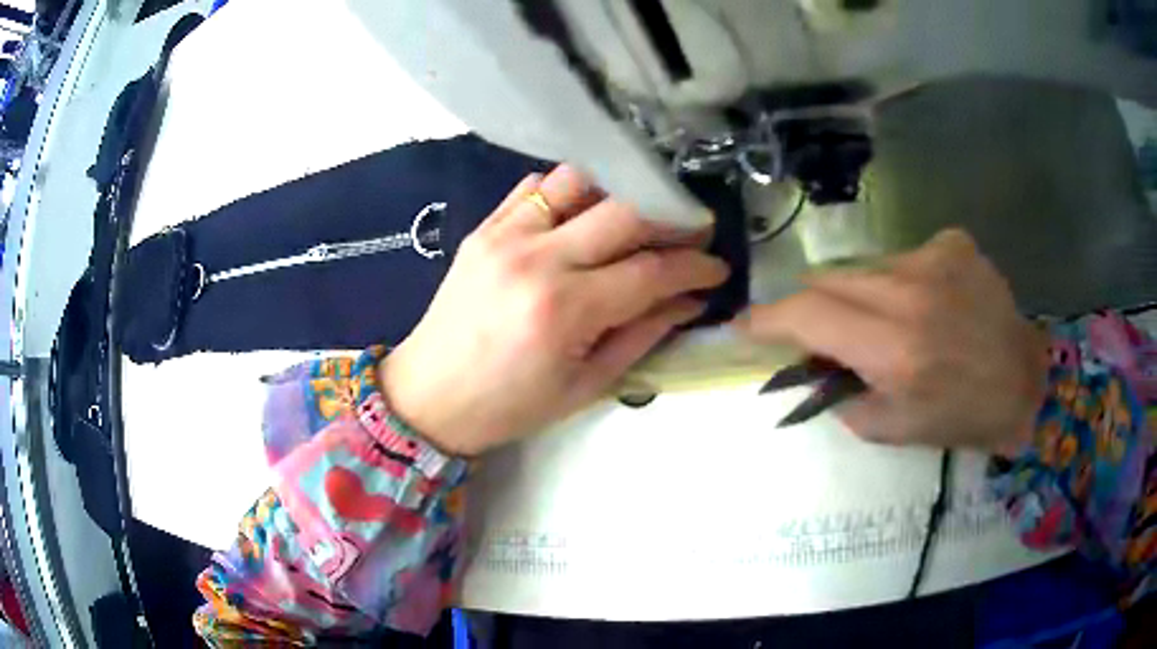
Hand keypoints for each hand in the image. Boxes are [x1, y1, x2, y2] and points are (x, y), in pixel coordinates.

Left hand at [383, 165, 727, 456]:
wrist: (428, 395)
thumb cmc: (508, 406)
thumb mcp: (585, 385)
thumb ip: (642, 334)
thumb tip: (690, 301)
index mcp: (563, 311)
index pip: (650, 271)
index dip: (694, 267)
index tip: (717, 268)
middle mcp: (536, 258)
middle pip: (624, 212)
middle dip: (672, 219)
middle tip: (694, 234)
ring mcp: (505, 234)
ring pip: (579, 181)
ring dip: (621, 192)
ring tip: (643, 216)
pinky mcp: (484, 227)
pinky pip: (536, 186)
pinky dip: (572, 191)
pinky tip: (586, 212)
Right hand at [738, 229, 1049, 454]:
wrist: (1023, 383)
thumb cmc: (958, 417)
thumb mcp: (889, 428)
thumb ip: (838, 393)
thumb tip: (809, 361)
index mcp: (895, 350)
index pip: (808, 315)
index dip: (767, 318)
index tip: (744, 324)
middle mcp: (911, 293)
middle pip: (828, 279)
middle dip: (814, 307)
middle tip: (826, 335)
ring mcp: (934, 258)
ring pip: (863, 267)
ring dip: (860, 295)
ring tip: (889, 323)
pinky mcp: (953, 243)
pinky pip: (902, 257)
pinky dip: (899, 282)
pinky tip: (927, 303)